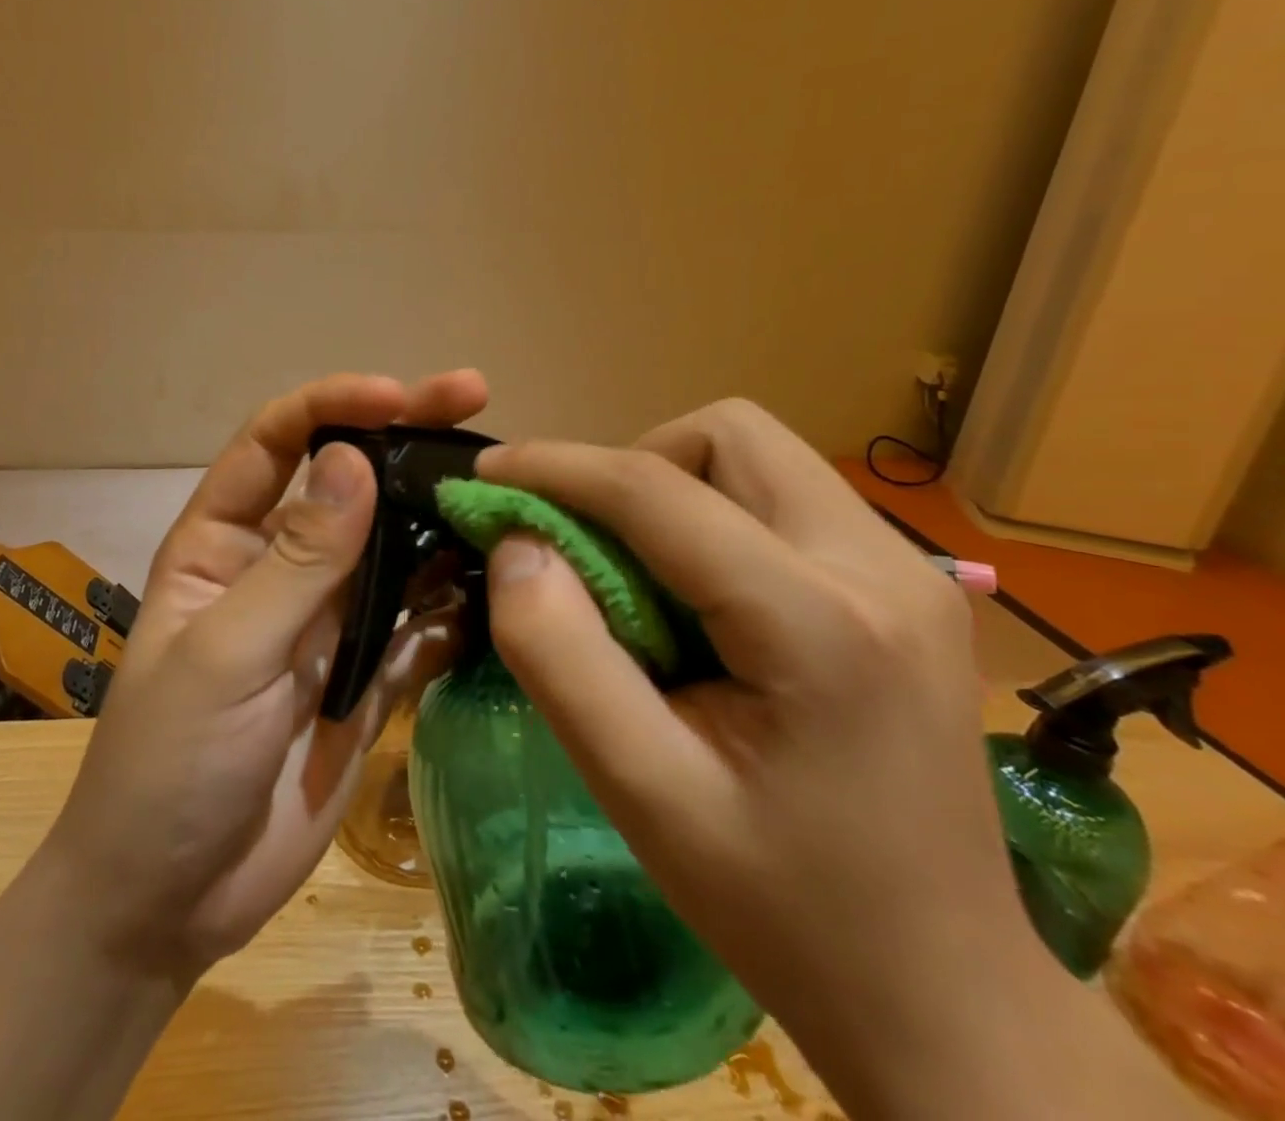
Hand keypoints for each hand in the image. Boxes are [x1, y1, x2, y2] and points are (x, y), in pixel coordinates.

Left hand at [42, 369, 488, 981]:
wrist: (170, 900)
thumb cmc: (168, 764)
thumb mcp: (224, 655)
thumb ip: (294, 562)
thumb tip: (352, 460)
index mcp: (223, 540)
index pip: (276, 441)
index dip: (332, 404)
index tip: (399, 395)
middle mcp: (281, 564)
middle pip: (348, 480)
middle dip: (405, 436)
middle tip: (475, 398)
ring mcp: (330, 619)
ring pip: (395, 546)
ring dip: (442, 518)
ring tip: (507, 493)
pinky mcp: (368, 674)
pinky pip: (421, 623)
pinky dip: (458, 605)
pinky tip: (503, 589)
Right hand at [475, 400, 1190, 1120]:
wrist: (945, 997)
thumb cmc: (782, 905)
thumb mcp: (639, 792)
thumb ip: (559, 655)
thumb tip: (516, 546)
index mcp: (820, 623)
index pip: (658, 489)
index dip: (556, 467)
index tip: (485, 474)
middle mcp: (882, 567)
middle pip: (728, 435)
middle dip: (633, 468)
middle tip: (587, 546)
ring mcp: (911, 573)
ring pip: (758, 456)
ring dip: (673, 489)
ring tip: (639, 576)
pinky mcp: (909, 588)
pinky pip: (783, 499)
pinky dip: (713, 517)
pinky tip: (699, 600)